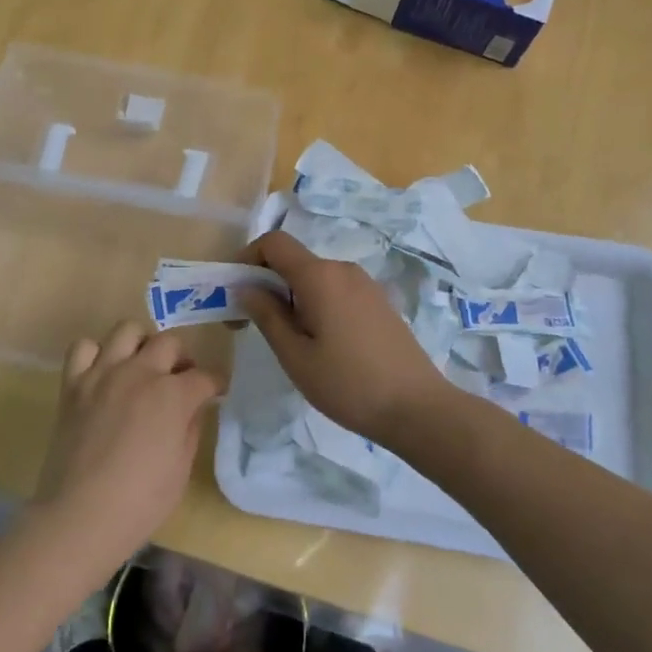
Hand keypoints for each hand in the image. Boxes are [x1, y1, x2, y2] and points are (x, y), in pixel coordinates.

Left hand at [32, 321, 216, 569]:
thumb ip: (190, 428)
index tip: (216, 391)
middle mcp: (140, 373)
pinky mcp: (73, 384)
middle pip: (170, 342)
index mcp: (173, 395)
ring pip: (127, 330)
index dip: (215, 384)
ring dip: (142, 344)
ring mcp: (103, 374)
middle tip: (180, 380)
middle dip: (182, 359)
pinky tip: (103, 373)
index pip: (205, 376)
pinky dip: (96, 354)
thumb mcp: (181, 469)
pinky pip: (83, 347)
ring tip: (142, 366)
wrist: (80, 517)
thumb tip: (192, 408)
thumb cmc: (140, 502)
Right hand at [238, 230, 451, 447]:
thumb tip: (245, 287)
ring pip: (315, 278)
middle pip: (294, 261)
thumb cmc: (348, 384)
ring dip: (291, 297)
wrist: (417, 408)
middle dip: (266, 284)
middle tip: (251, 326)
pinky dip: (316, 304)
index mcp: (320, 276)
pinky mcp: (379, 302)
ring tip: (288, 341)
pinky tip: (320, 344)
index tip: (235, 291)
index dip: (247, 258)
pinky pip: (336, 291)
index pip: (274, 243)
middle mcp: (343, 270)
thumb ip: (267, 315)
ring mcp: (365, 285)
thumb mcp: (295, 355)